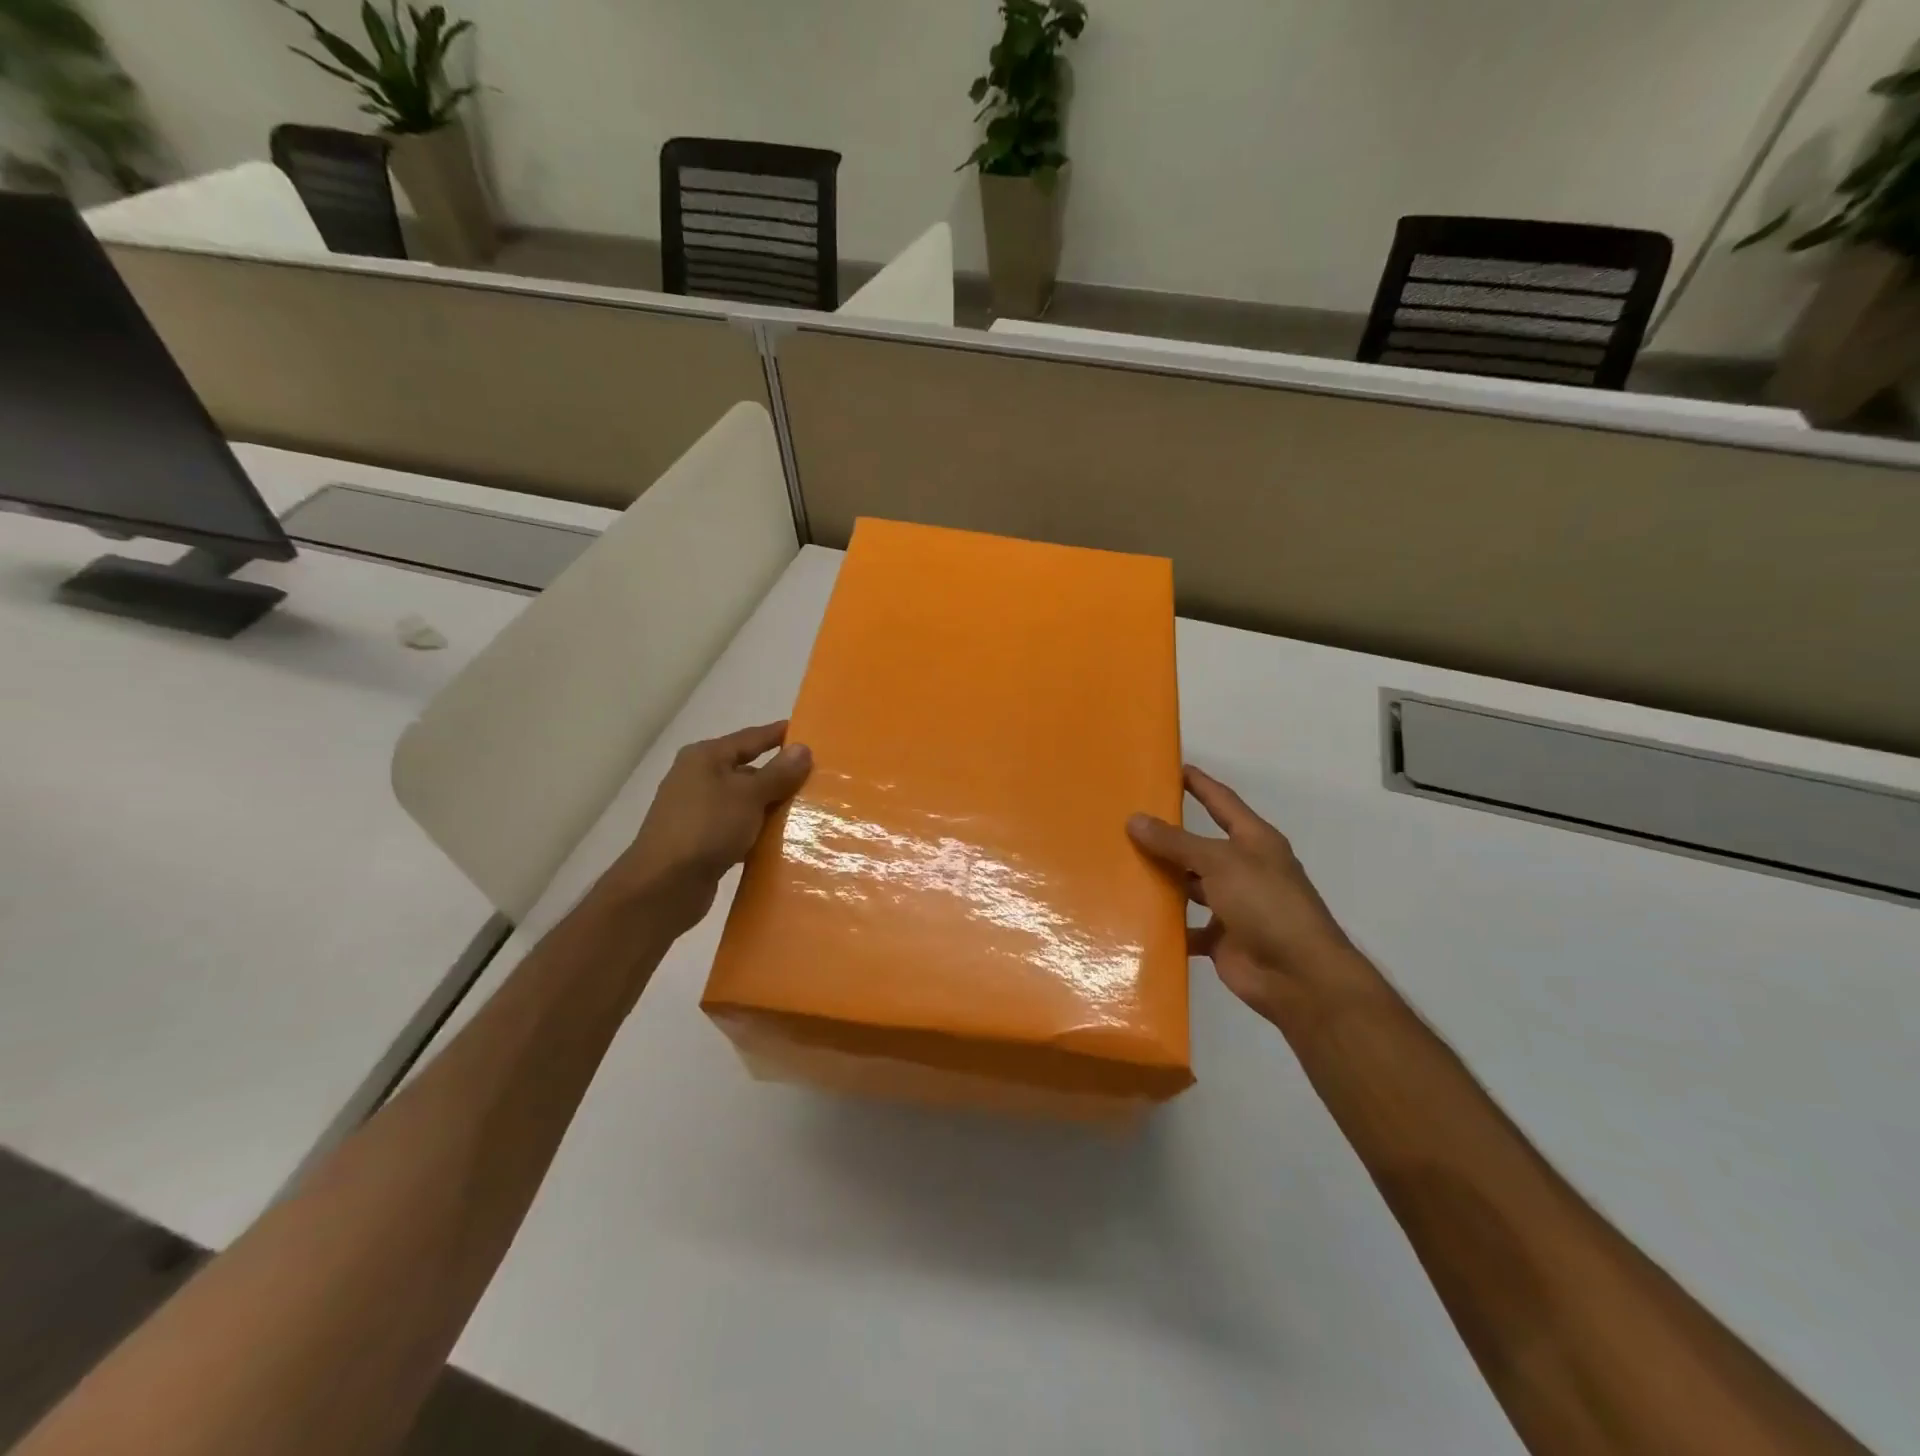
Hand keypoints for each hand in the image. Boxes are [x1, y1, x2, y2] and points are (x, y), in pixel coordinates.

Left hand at [602, 721, 811, 934]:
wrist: (664, 886)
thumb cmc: (707, 827)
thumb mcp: (749, 795)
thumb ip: (778, 773)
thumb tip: (803, 748)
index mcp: (706, 758)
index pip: (750, 738)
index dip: (778, 735)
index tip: (809, 734)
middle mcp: (698, 778)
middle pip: (748, 770)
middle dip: (780, 776)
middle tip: (817, 780)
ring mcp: (697, 811)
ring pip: (744, 802)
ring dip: (770, 807)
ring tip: (808, 811)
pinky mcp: (700, 841)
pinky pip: (737, 828)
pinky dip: (756, 832)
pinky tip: (780, 841)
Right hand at [1128, 766, 1381, 1025]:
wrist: (1298, 976)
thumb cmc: (1266, 904)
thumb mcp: (1220, 863)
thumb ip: (1176, 843)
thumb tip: (1135, 819)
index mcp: (1254, 841)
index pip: (1221, 802)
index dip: (1199, 784)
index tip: (1170, 768)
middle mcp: (1244, 869)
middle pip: (1200, 846)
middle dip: (1168, 836)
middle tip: (1126, 821)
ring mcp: (1233, 905)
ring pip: (1189, 886)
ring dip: (1162, 880)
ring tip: (1120, 867)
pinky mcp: (1221, 938)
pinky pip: (1187, 927)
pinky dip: (1166, 924)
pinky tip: (1134, 917)